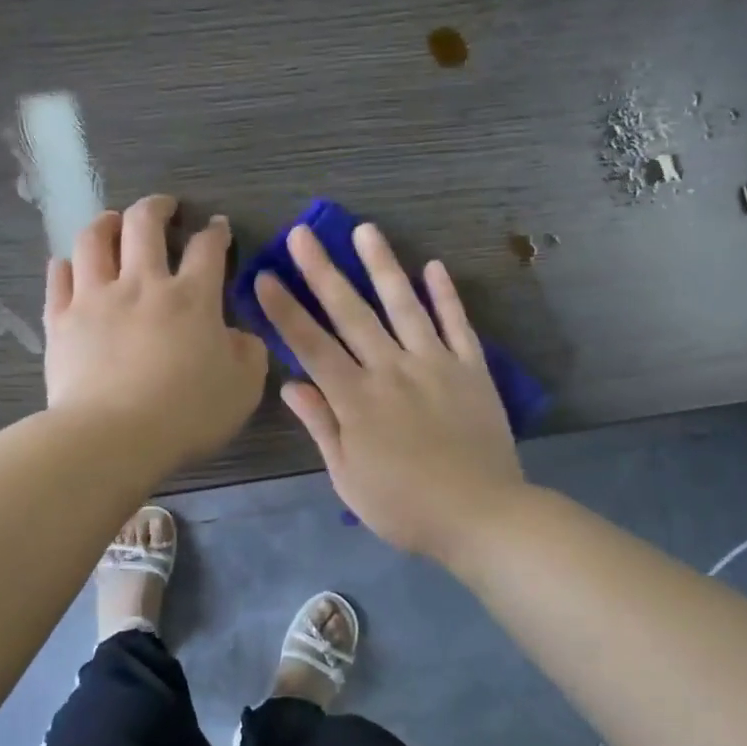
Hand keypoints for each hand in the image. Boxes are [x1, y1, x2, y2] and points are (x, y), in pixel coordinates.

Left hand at [44, 194, 267, 468]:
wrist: (113, 437)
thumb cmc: (187, 414)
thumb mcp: (243, 388)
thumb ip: (248, 353)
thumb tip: (239, 335)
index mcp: (192, 298)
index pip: (206, 248)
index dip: (215, 232)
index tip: (218, 227)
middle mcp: (142, 284)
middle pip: (144, 224)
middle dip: (157, 208)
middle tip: (164, 208)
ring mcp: (95, 298)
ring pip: (93, 240)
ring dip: (106, 223)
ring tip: (112, 222)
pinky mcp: (61, 320)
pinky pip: (58, 278)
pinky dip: (67, 265)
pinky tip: (70, 265)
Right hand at [255, 222, 523, 559]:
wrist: (481, 515)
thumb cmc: (405, 506)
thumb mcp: (348, 478)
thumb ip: (322, 426)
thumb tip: (290, 384)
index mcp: (356, 399)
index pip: (311, 345)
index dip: (285, 310)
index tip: (265, 276)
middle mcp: (392, 369)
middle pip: (351, 312)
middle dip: (323, 271)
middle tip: (304, 233)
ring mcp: (435, 363)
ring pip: (404, 305)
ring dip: (383, 265)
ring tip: (366, 230)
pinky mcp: (472, 368)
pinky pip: (457, 324)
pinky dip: (446, 295)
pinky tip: (434, 266)